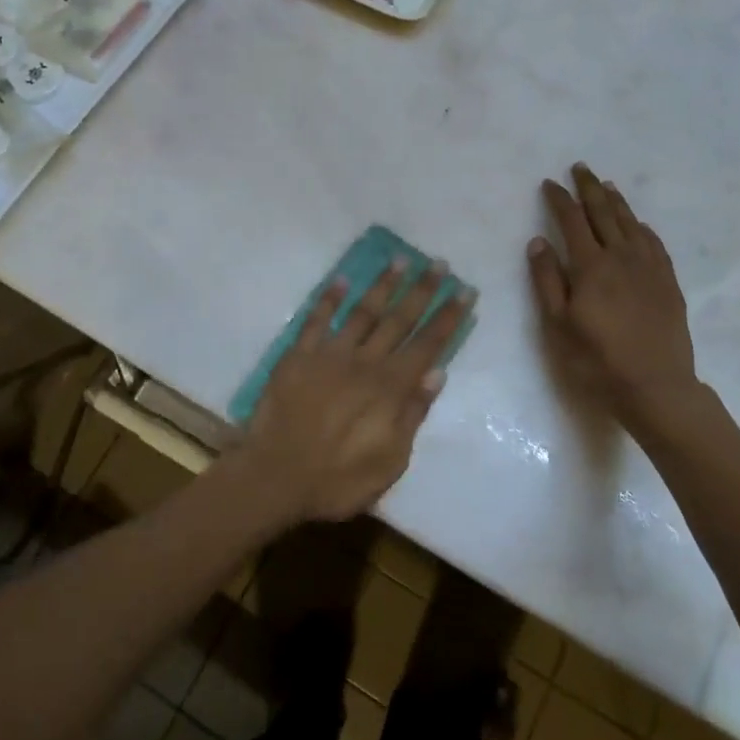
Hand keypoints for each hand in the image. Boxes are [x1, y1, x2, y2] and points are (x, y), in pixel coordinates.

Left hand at [233, 261, 472, 526]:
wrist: (275, 476)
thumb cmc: (337, 479)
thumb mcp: (389, 462)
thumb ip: (412, 414)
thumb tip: (437, 373)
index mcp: (390, 388)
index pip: (427, 345)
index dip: (447, 317)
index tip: (464, 290)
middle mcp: (364, 362)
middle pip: (399, 319)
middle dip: (422, 291)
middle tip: (439, 264)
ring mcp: (330, 354)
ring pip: (363, 311)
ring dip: (383, 284)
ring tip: (401, 259)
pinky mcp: (299, 355)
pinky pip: (316, 319)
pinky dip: (330, 298)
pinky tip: (342, 279)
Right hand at [529, 166, 716, 442]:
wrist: (657, 387)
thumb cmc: (597, 360)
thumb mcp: (558, 324)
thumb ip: (547, 280)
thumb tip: (538, 241)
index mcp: (591, 266)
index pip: (572, 221)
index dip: (560, 199)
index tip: (549, 183)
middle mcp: (621, 257)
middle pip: (604, 213)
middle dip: (590, 188)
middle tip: (580, 168)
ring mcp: (649, 269)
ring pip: (631, 224)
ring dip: (617, 202)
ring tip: (607, 185)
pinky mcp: (668, 283)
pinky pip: (655, 244)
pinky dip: (643, 227)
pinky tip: (639, 225)